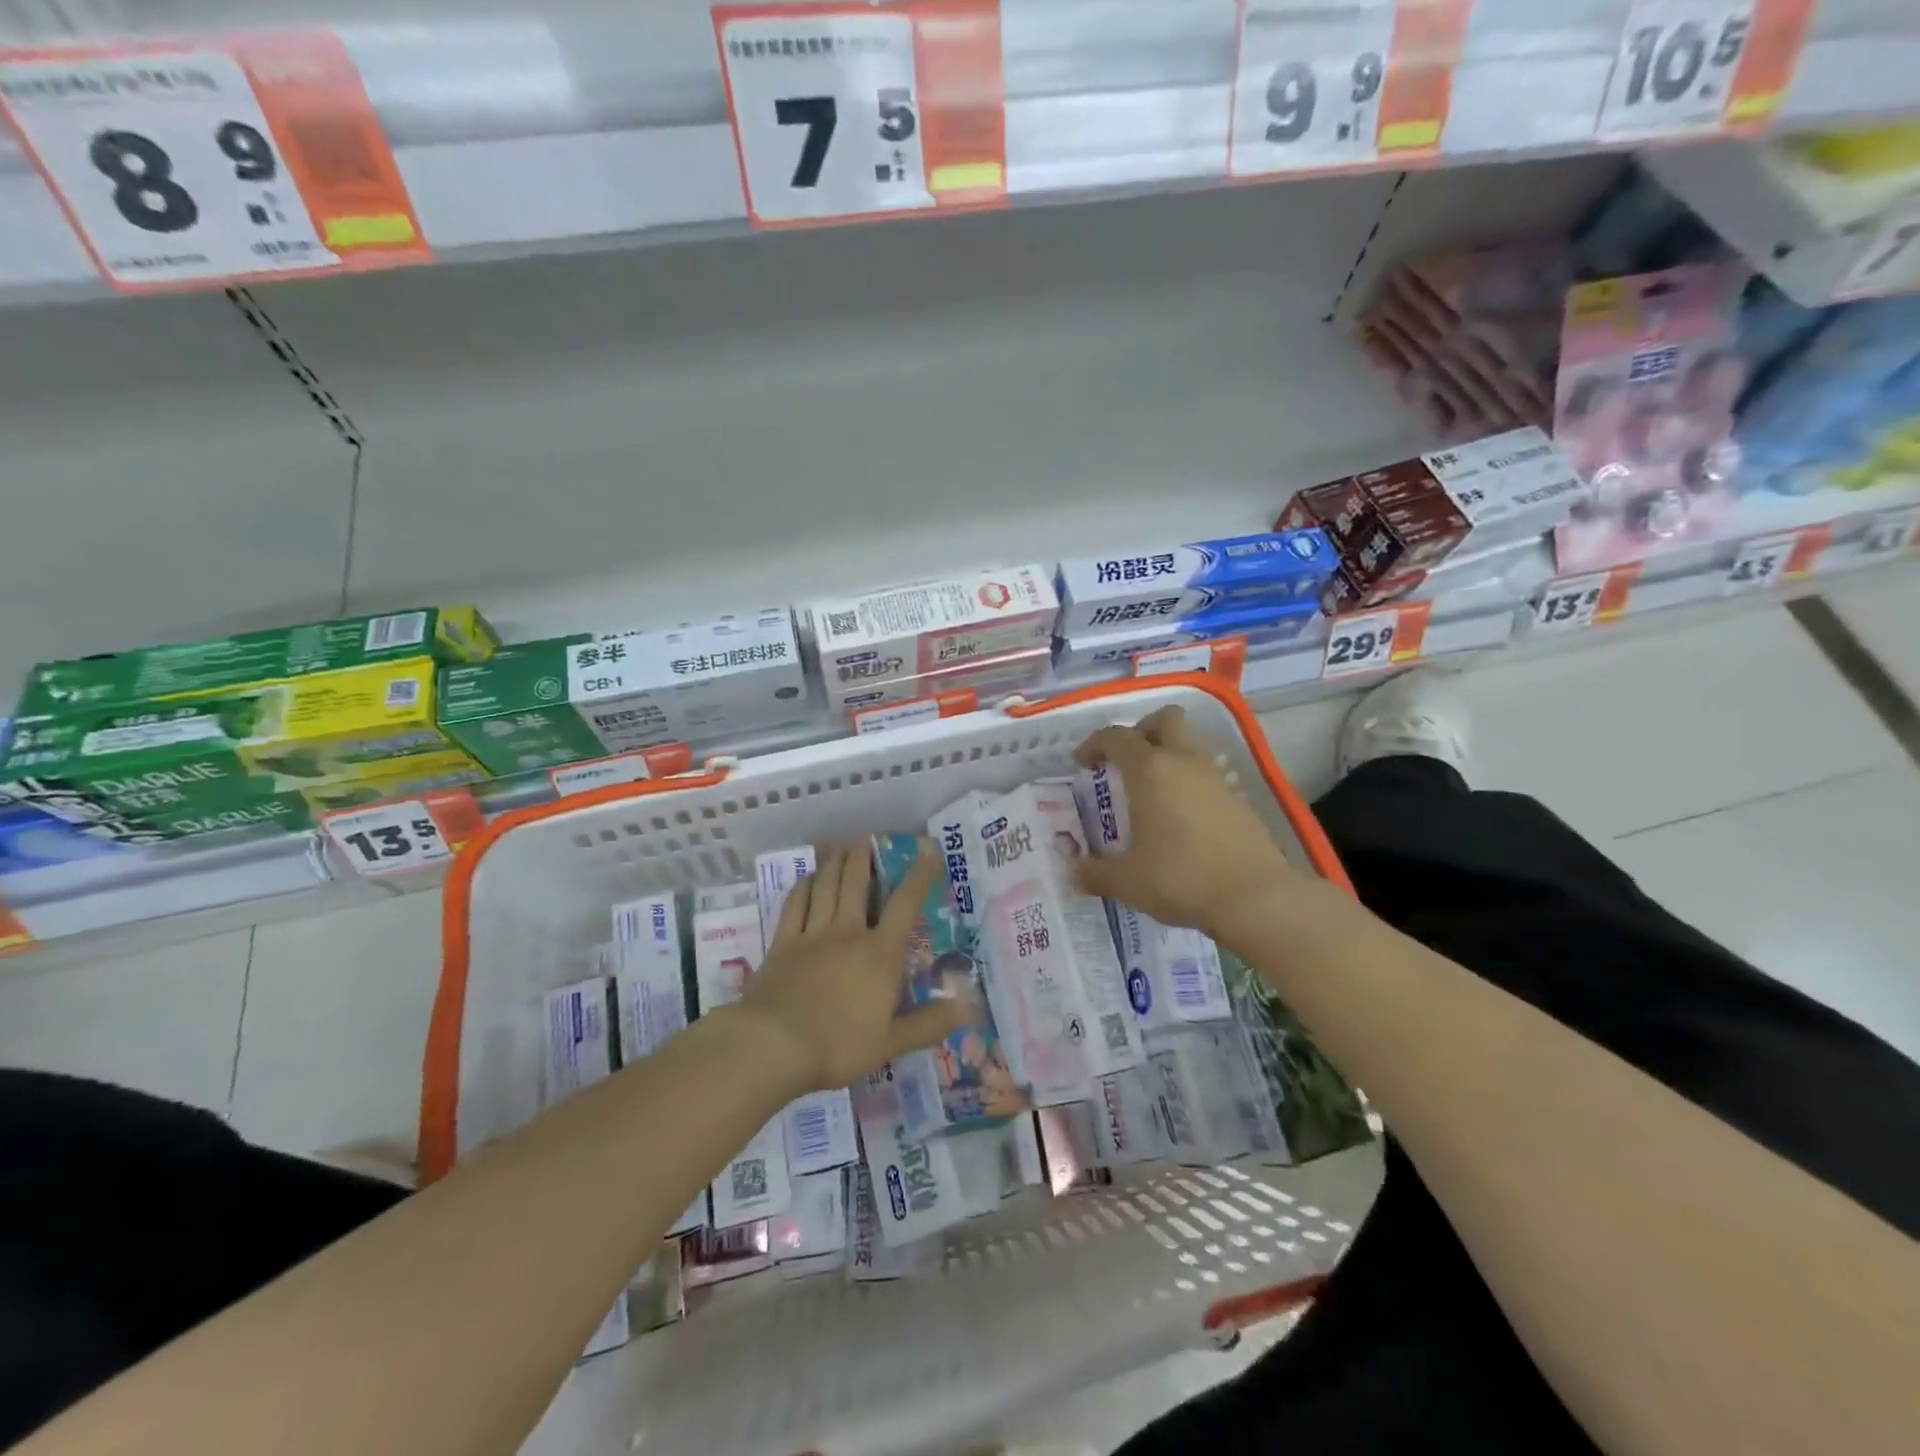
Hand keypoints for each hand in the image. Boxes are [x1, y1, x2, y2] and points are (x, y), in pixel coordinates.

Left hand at [737, 846, 965, 1092]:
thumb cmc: (838, 1045)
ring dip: (834, 864)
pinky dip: (802, 887)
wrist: (774, 1045)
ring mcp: (812, 935)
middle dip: (863, 859)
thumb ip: (928, 1024)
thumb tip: (967, 1009)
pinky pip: (794, 906)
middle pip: (856, 884)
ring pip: (825, 888)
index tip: (929, 849)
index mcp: (879, 953)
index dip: (920, 875)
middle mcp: (847, 933)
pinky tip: (806, 879)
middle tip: (865, 839)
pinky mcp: (782, 944)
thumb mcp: (891, 1043)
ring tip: (839, 847)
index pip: (905, 905)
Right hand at [1072, 705, 1297, 938]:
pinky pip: (1207, 776)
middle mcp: (1184, 762)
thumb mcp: (1126, 881)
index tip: (1082, 762)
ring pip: (1190, 746)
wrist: (1255, 898)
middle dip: (1141, 730)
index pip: (1116, 737)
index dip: (1094, 744)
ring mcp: (1216, 778)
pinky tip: (1181, 819)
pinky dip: (1189, 785)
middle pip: (1165, 720)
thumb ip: (1094, 873)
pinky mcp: (1239, 800)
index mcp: (1150, 770)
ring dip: (1168, 756)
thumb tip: (1074, 873)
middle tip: (1124, 760)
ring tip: (1151, 792)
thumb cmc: (1180, 878)